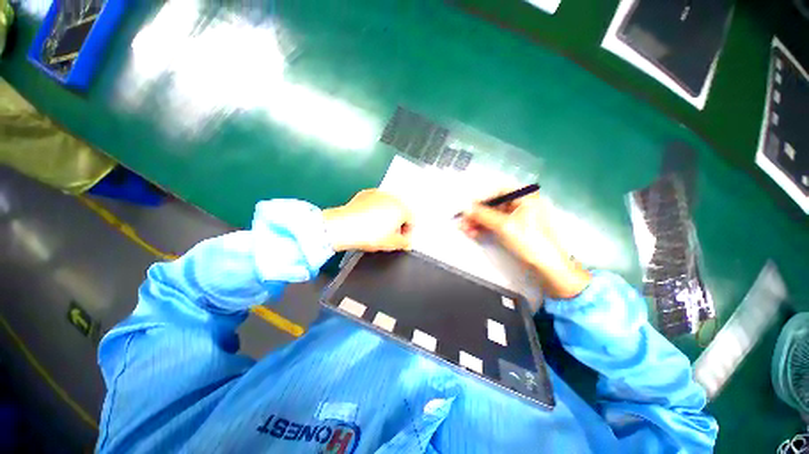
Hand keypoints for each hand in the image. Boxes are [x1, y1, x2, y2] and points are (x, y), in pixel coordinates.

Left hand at [323, 189, 412, 251]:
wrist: (344, 226)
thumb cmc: (368, 234)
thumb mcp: (392, 244)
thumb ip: (404, 243)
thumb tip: (406, 242)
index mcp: (402, 208)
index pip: (411, 221)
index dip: (407, 233)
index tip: (401, 240)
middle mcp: (392, 197)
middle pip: (401, 212)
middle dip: (397, 223)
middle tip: (390, 235)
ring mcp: (378, 194)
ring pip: (388, 206)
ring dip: (387, 216)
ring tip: (377, 228)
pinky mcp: (366, 194)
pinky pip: (376, 203)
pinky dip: (375, 210)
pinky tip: (368, 220)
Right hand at [459, 191, 590, 298]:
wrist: (549, 267)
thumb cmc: (530, 241)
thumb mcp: (504, 225)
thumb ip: (483, 214)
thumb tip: (465, 208)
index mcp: (526, 196)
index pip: (498, 190)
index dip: (481, 198)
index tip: (467, 207)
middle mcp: (522, 203)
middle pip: (494, 204)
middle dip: (477, 213)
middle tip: (462, 221)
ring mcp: (518, 217)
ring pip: (493, 215)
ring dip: (478, 222)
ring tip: (465, 229)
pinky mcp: (515, 229)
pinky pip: (496, 224)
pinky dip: (485, 228)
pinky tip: (473, 233)